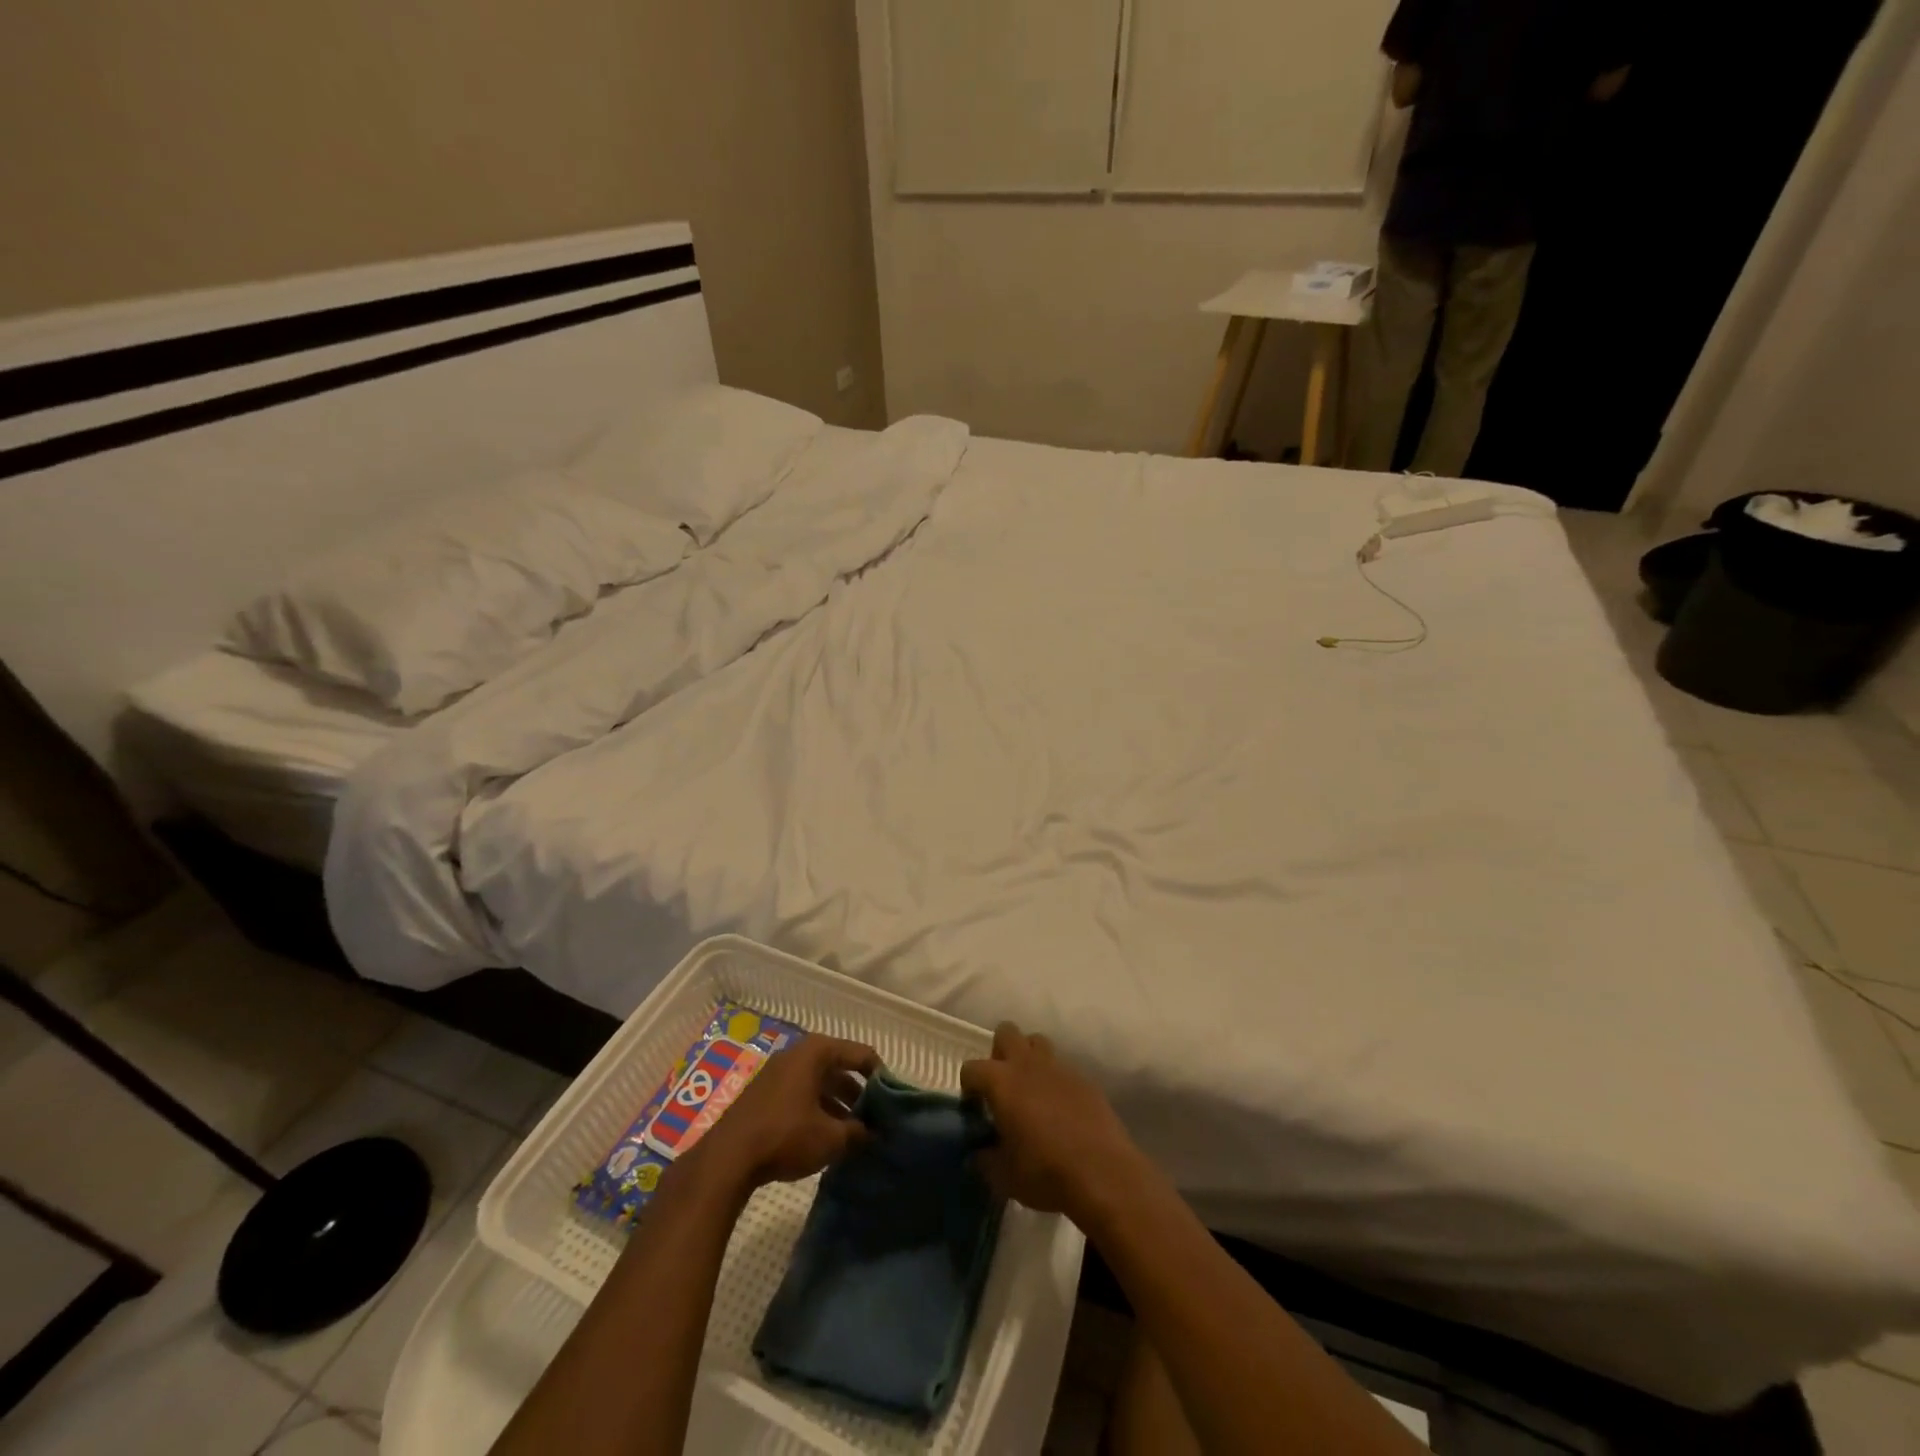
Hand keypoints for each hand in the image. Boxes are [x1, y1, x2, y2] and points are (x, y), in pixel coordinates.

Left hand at [690, 1035, 878, 1193]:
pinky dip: (817, 1110)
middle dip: (858, 1094)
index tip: (893, 1100)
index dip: (880, 1076)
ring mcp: (778, 1072)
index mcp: (817, 1052)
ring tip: (854, 1133)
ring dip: (838, 1105)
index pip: (861, 1054)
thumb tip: (876, 1134)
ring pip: (819, 1083)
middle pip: (839, 1068)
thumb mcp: (831, 1138)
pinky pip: (801, 1094)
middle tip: (875, 1119)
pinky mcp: (764, 1094)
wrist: (727, 1158)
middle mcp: (798, 1054)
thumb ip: (859, 1132)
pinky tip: (825, 1137)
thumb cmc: (786, 1136)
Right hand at [961, 1023, 1140, 1222]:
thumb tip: (980, 1151)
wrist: (1103, 1174)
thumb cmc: (1045, 1173)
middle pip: (1006, 1032)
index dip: (969, 1088)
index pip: (971, 1068)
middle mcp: (1028, 1063)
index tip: (976, 1110)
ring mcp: (1059, 1067)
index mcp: (1001, 1081)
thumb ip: (985, 1157)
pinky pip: (1063, 1067)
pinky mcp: (1084, 1078)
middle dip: (999, 1053)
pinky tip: (1061, 1109)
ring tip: (1031, 1091)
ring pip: (1037, 1042)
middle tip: (1002, 1087)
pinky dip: (1056, 1080)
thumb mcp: (1003, 1176)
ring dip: (1029, 1058)